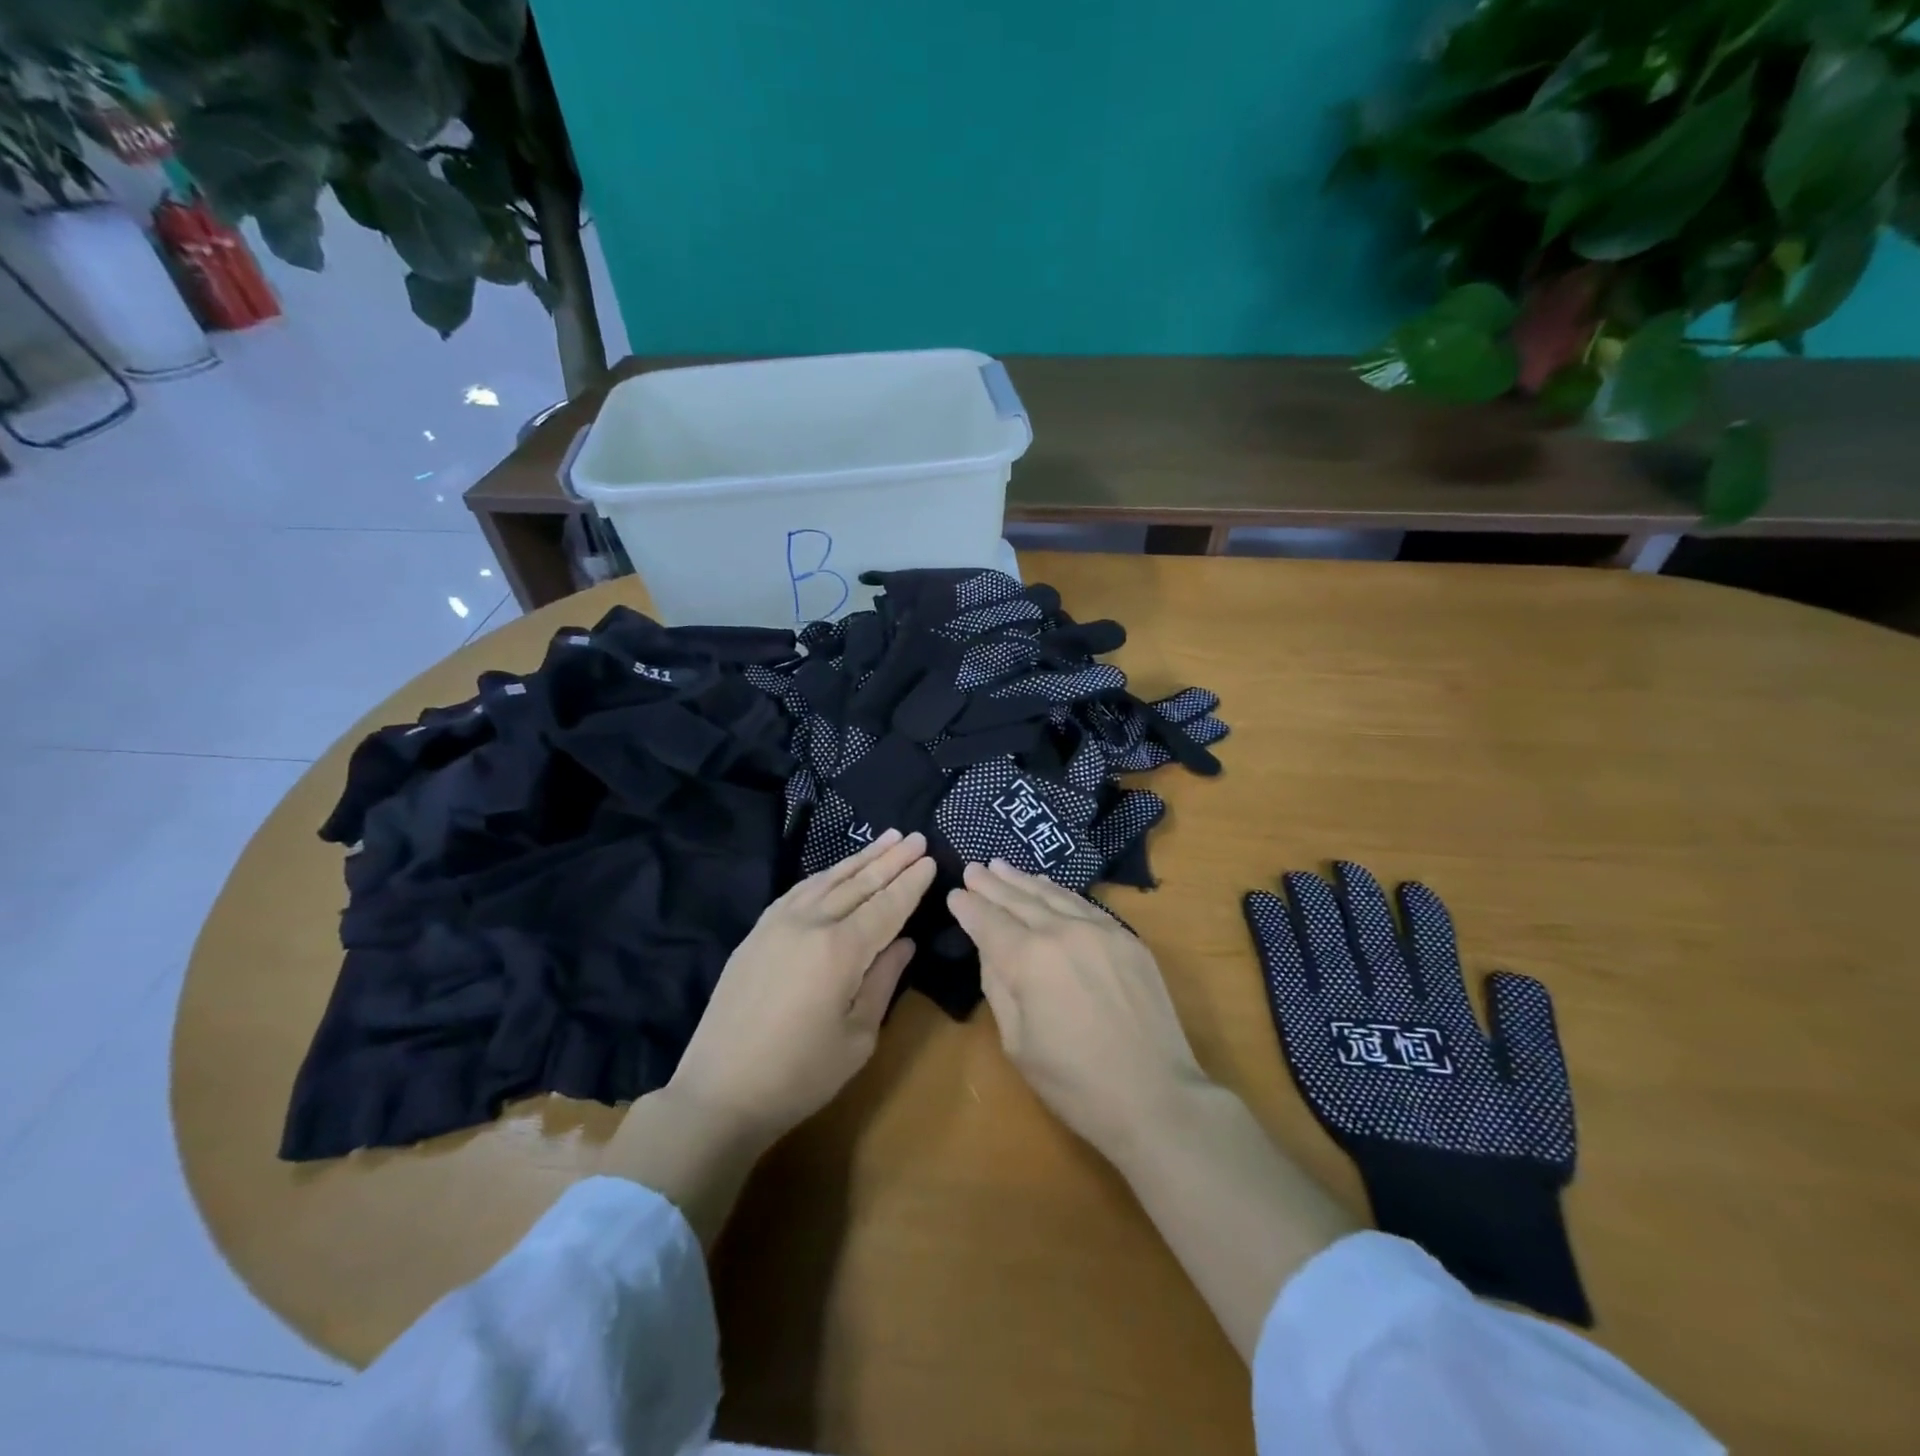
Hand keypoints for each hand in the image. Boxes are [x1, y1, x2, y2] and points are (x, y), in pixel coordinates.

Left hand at [667, 829, 935, 1144]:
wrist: (719, 1092)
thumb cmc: (799, 1075)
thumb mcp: (858, 1037)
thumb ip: (883, 981)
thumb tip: (904, 942)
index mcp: (840, 950)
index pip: (886, 906)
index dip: (910, 884)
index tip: (930, 860)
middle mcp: (810, 924)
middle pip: (859, 884)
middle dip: (891, 860)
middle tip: (917, 837)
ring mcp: (778, 923)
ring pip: (828, 880)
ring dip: (861, 858)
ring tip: (887, 839)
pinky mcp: (757, 932)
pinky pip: (799, 891)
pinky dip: (825, 875)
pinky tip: (837, 869)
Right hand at [947, 860, 1211, 1161]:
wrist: (1156, 1097)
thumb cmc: (1075, 1083)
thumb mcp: (1017, 1043)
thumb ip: (999, 987)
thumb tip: (991, 950)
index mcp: (1029, 959)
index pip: (989, 922)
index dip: (969, 907)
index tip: (954, 893)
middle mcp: (1063, 932)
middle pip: (1019, 900)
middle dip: (992, 885)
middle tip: (973, 868)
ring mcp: (1100, 931)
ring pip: (1053, 895)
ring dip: (1024, 881)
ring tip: (1002, 867)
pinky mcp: (1128, 939)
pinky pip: (1085, 904)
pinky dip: (1060, 892)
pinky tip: (1048, 887)